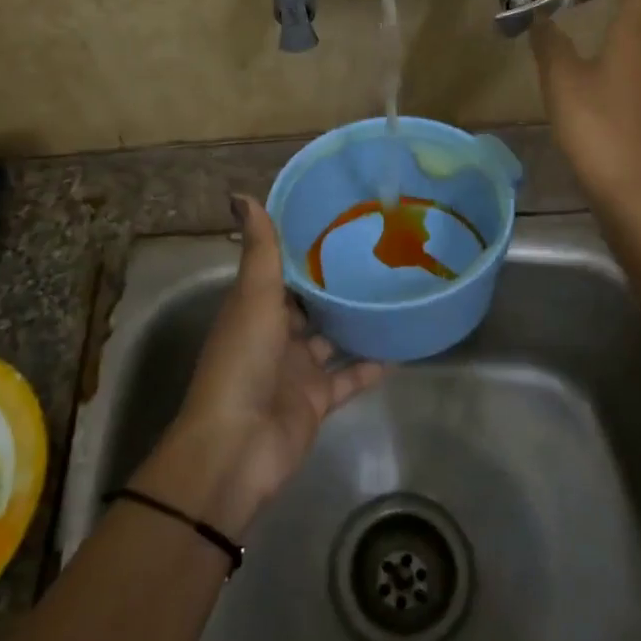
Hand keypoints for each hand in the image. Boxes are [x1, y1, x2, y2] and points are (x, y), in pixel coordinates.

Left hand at [134, 195, 384, 537]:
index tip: (340, 222)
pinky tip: (403, 345)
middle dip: (336, 284)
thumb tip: (239, 194)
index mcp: (255, 308)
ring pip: (333, 339)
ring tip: (395, 292)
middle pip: (310, 305)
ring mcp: (298, 370)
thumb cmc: (242, 361)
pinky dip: (372, 365)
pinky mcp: (318, 400)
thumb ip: (259, 249)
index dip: (306, 249)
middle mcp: (275, 335)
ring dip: (357, 322)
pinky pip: (350, 377)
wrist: (238, 445)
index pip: (282, 272)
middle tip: (379, 253)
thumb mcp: (253, 296)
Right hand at [529, 0, 640, 207]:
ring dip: (612, 46)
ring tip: (582, 48)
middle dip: (620, 10)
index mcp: (633, 46)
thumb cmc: (597, 128)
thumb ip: (550, 46)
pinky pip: (625, 88)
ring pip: (631, 61)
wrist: (632, 194)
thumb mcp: (562, 82)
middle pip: (639, 29)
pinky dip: (608, 77)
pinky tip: (587, 95)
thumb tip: (539, 17)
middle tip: (591, 1)